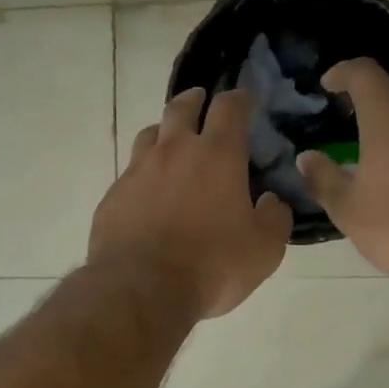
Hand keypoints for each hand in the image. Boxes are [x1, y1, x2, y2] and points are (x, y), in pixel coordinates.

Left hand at [89, 88, 292, 318]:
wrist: (141, 289)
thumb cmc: (211, 265)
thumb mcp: (264, 249)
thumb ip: (275, 218)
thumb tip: (271, 201)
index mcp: (217, 155)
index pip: (230, 108)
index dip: (239, 99)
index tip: (243, 100)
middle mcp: (174, 151)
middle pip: (181, 107)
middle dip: (194, 100)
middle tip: (200, 101)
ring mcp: (138, 171)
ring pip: (150, 134)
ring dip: (164, 132)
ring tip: (171, 142)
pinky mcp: (113, 195)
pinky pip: (130, 173)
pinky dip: (143, 174)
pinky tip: (147, 193)